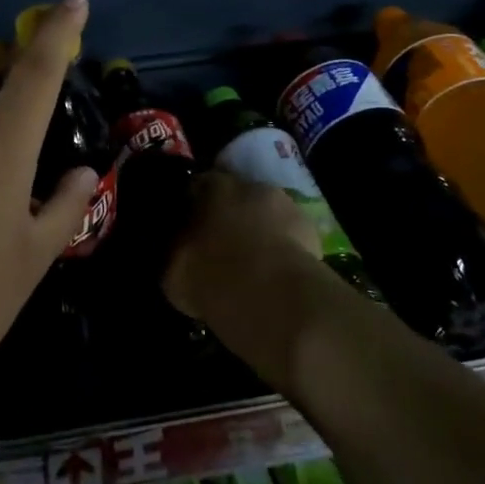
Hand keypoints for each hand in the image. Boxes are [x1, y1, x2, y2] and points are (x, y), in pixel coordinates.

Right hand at [162, 169, 322, 325]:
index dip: (192, 207)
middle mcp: (249, 186)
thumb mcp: (173, 271)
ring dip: (259, 231)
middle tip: (221, 245)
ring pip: (266, 215)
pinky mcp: (311, 231)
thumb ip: (176, 250)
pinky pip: (290, 236)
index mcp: (211, 187)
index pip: (197, 186)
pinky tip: (276, 274)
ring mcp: (284, 205)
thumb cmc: (212, 277)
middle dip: (229, 216)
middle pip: (236, 197)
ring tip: (252, 263)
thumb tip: (177, 249)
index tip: (189, 228)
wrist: (272, 298)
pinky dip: (283, 249)